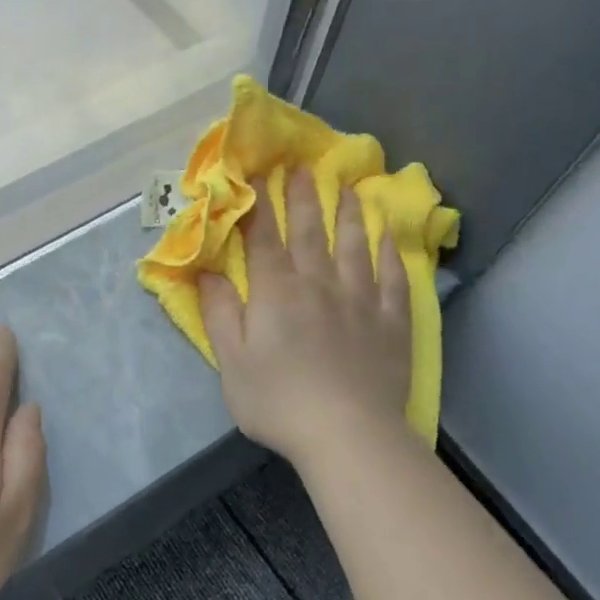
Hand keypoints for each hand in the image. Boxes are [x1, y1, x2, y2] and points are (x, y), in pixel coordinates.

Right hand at [200, 168, 411, 467]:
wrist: (347, 432)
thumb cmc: (278, 402)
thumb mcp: (232, 363)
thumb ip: (219, 314)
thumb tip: (206, 273)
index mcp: (277, 293)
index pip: (265, 238)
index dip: (260, 205)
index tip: (258, 175)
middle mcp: (320, 284)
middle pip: (312, 232)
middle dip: (305, 197)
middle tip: (305, 166)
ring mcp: (361, 300)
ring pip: (356, 246)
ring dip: (351, 214)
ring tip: (350, 189)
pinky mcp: (391, 322)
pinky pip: (393, 278)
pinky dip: (390, 254)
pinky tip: (389, 237)